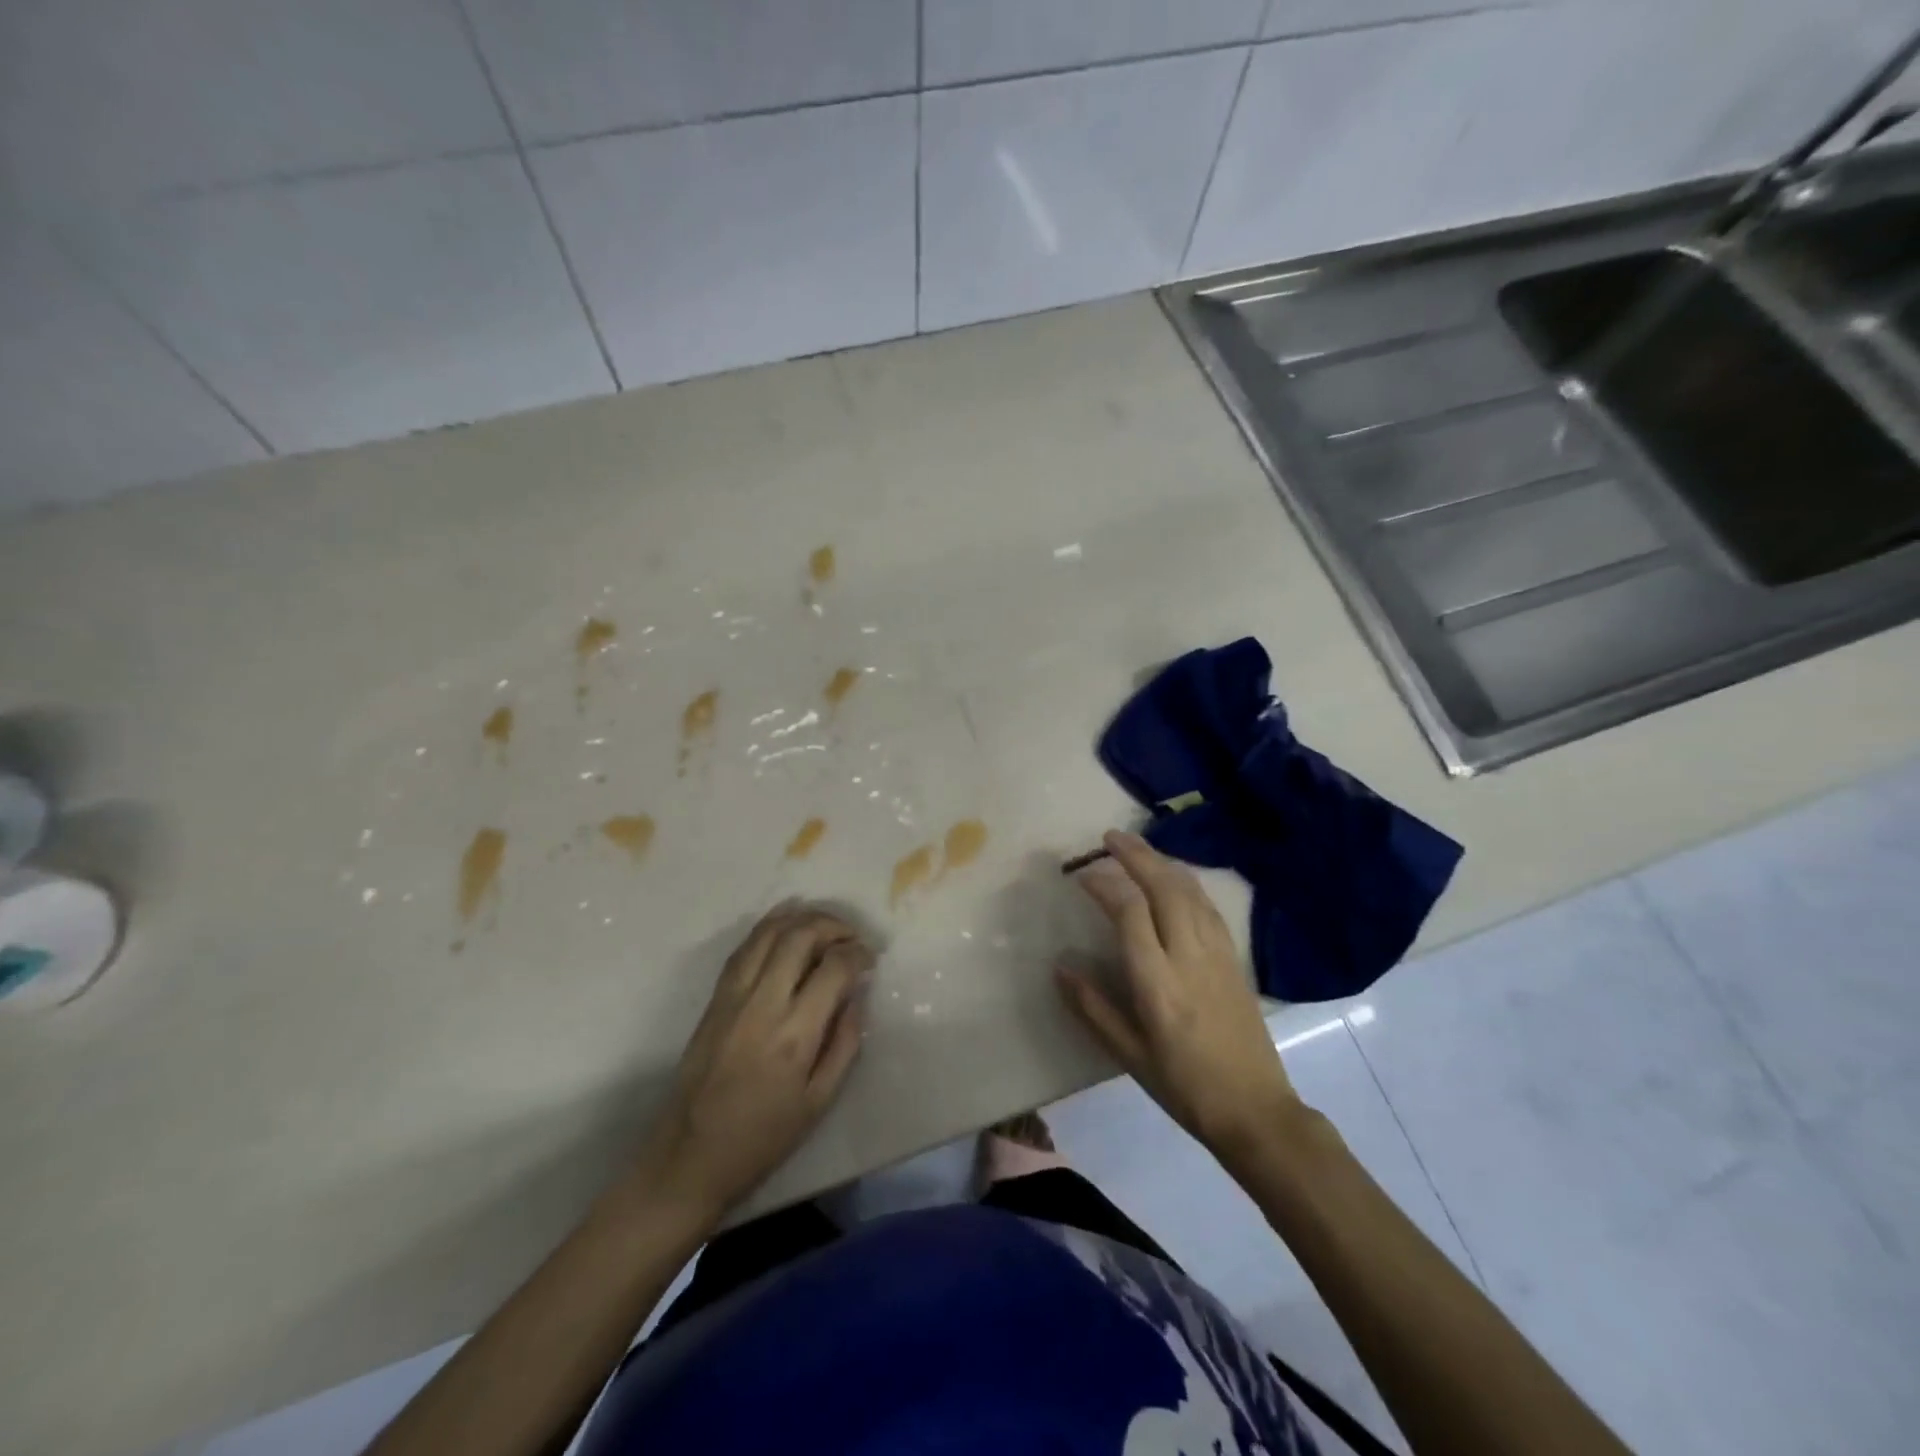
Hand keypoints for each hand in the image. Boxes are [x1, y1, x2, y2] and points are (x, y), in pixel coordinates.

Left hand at [638, 905, 871, 1220]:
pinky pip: (744, 947)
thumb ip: (845, 1043)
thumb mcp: (819, 1102)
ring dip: (802, 918)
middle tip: (852, 938)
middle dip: (834, 926)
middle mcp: (763, 1003)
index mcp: (795, 1034)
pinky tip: (787, 924)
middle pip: (801, 936)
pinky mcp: (715, 998)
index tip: (870, 960)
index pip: (834, 968)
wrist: (690, 1156)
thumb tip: (857, 996)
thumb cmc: (762, 1137)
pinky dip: (769, 927)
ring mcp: (734, 996)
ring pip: (769, 932)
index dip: (858, 954)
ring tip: (825, 925)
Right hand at [1057, 831, 1298, 1158]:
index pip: (1130, 913)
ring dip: (1162, 863)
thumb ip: (1093, 1007)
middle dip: (1136, 856)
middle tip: (1110, 837)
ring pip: (1190, 891)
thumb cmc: (1184, 1086)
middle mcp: (1189, 956)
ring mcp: (1217, 954)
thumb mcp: (1129, 1055)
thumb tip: (1060, 967)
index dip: (1105, 886)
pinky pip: (1208, 907)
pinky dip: (1187, 882)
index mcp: (1158, 982)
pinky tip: (1175, 879)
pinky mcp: (1234, 958)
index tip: (1082, 876)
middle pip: (1164, 888)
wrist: (1256, 1110)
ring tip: (1138, 848)